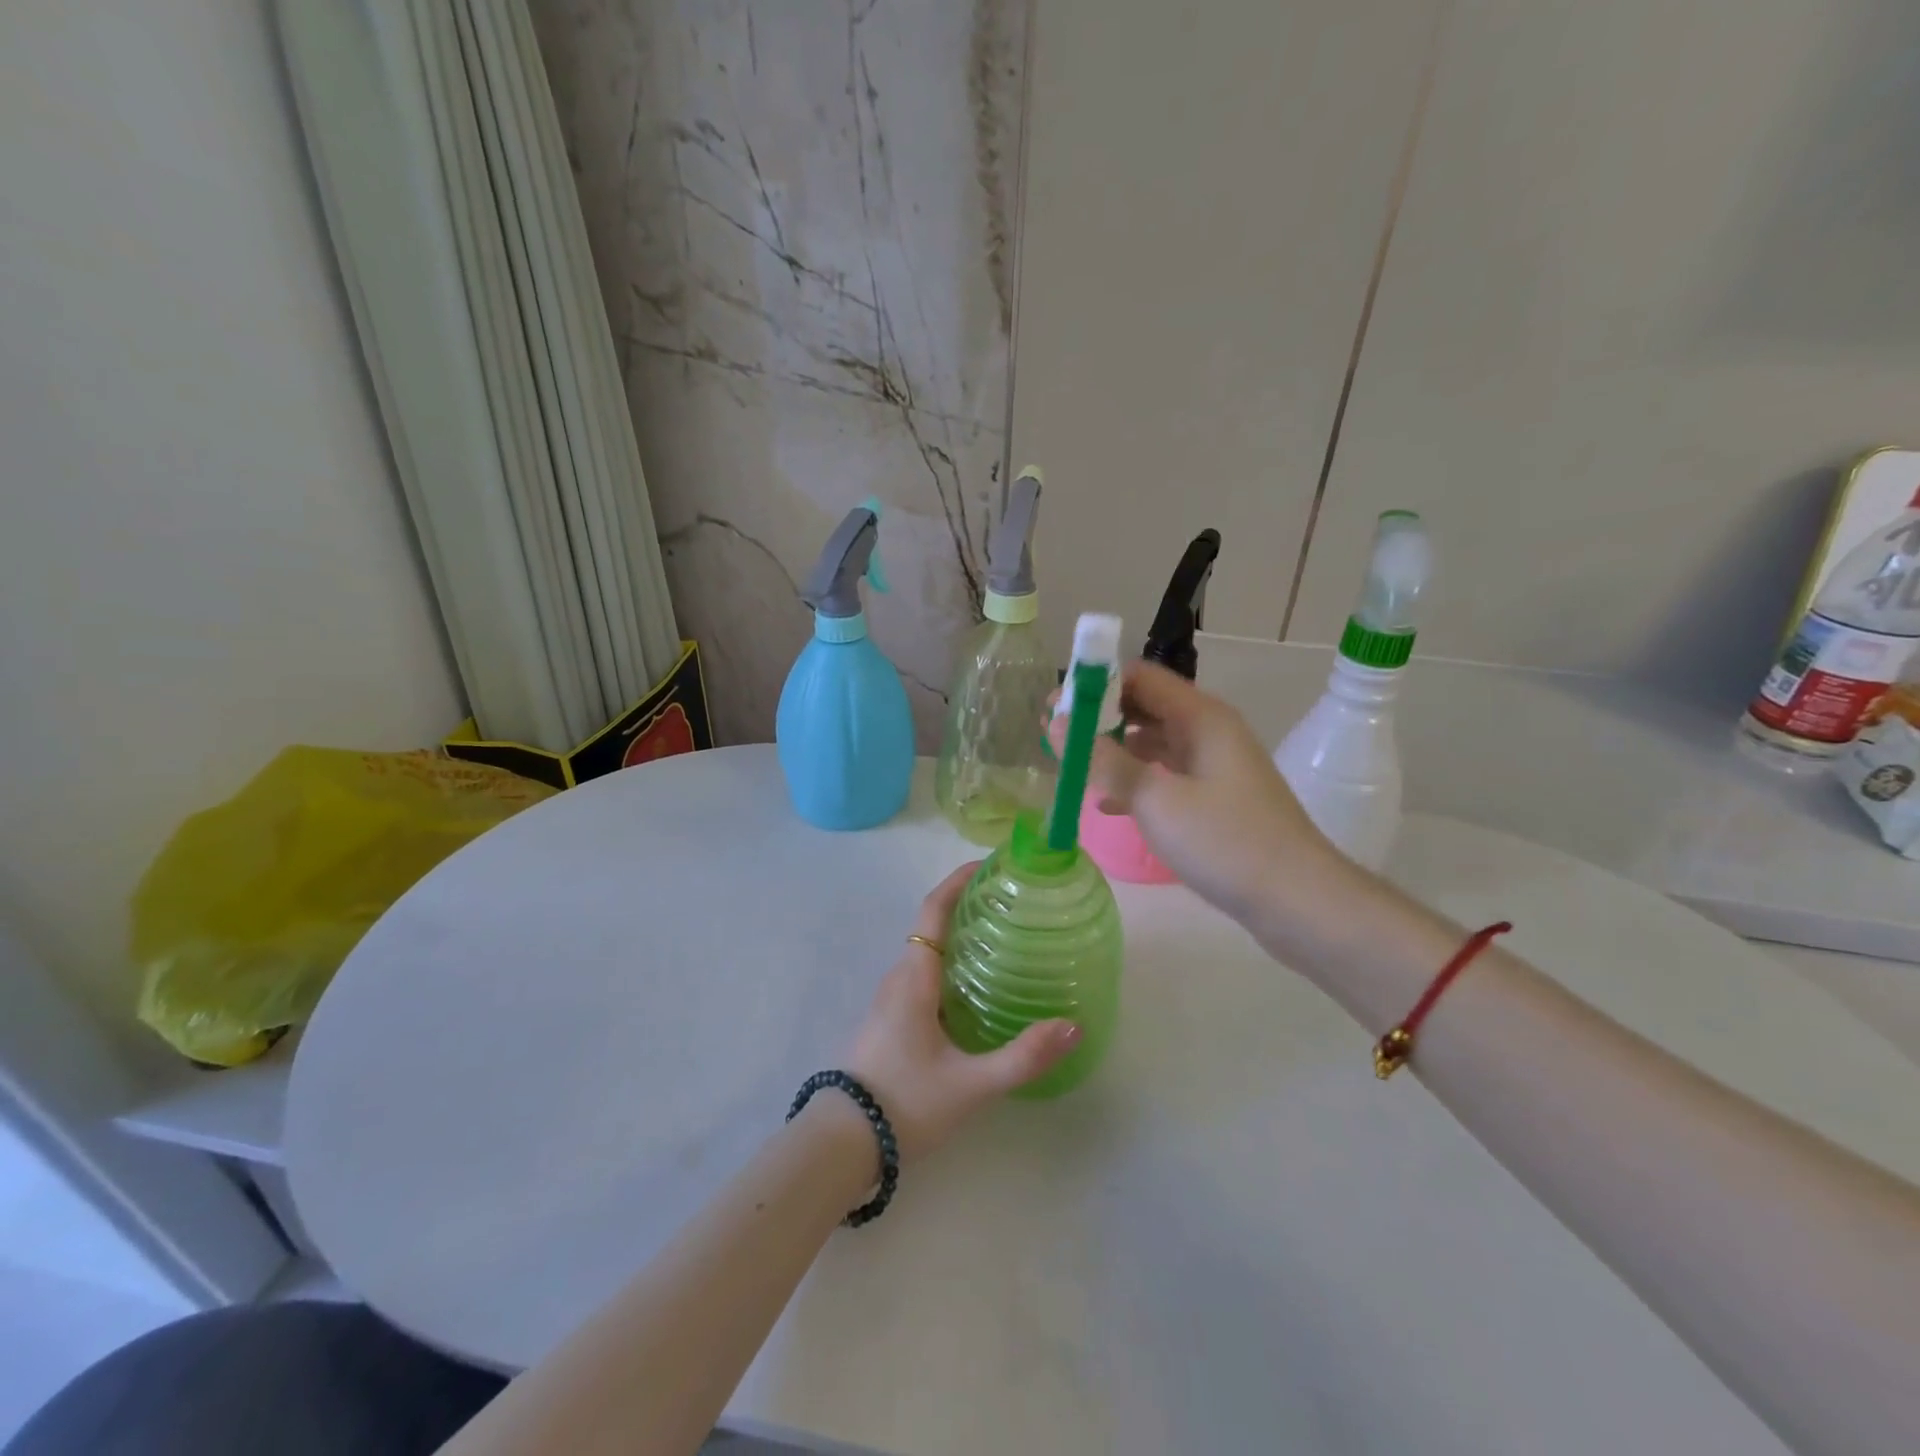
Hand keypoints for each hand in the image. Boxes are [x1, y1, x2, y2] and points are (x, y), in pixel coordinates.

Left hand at [842, 862, 1080, 1162]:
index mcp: (914, 977)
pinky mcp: (891, 1020)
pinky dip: (953, 965)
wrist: (842, 1144)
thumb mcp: (970, 1084)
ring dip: (961, 937)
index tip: (990, 864)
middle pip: (934, 925)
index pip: (933, 909)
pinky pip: (925, 975)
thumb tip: (1073, 1026)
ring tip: (1006, 940)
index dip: (959, 880)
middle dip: (969, 906)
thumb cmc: (904, 1103)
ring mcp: (891, 999)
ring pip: (929, 952)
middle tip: (1015, 904)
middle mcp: (899, 978)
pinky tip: (980, 989)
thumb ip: (1022, 1057)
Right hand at [1057, 661, 1344, 924]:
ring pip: (1153, 742)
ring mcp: (1214, 765)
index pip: (1139, 676)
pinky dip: (1134, 781)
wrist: (1298, 901)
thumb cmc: (1226, 843)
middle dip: (1098, 717)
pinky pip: (1165, 775)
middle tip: (1054, 737)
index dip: (1094, 684)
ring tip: (1072, 767)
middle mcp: (1208, 731)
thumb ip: (1105, 761)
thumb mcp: (1157, 800)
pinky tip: (1106, 804)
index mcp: (1201, 717)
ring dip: (1113, 750)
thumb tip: (1057, 725)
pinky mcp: (1215, 798)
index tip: (1055, 707)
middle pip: (1145, 706)